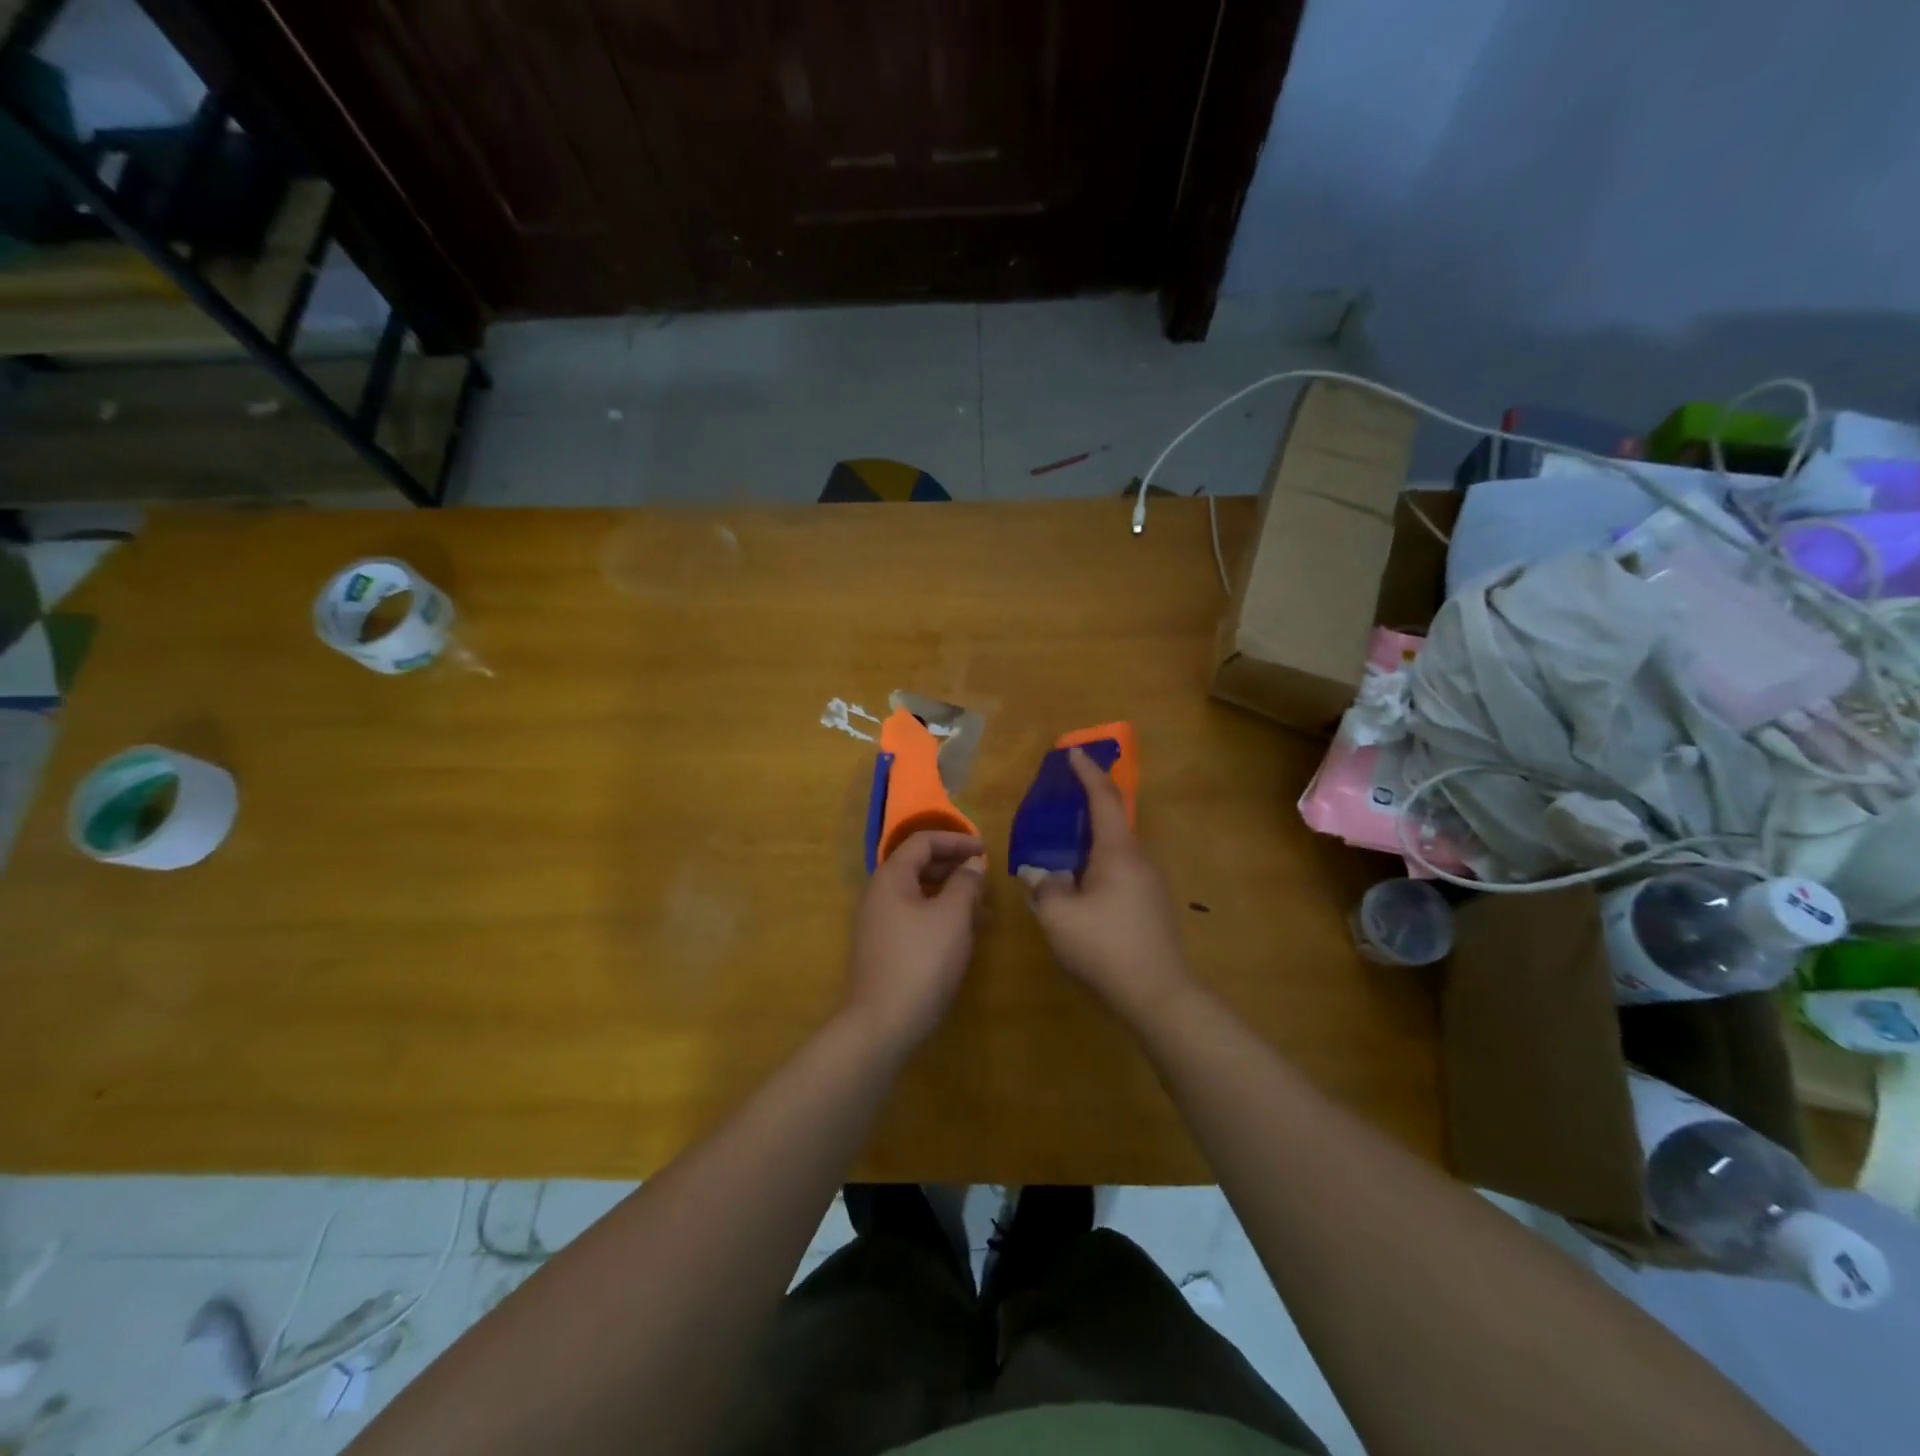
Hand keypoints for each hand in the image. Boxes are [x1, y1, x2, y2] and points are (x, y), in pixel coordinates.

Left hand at [845, 830, 987, 1049]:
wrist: (882, 1024)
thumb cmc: (921, 961)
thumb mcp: (953, 916)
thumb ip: (966, 883)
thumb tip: (973, 863)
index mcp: (891, 877)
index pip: (923, 841)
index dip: (956, 840)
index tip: (986, 851)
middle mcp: (879, 894)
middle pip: (919, 865)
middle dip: (955, 868)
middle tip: (986, 879)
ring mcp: (878, 922)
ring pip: (919, 894)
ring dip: (951, 894)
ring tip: (983, 910)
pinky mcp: (884, 948)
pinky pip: (915, 917)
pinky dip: (940, 916)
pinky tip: (964, 934)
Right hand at [1019, 748, 1190, 1022]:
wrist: (1158, 995)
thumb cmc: (1105, 947)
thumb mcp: (1059, 916)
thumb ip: (1043, 886)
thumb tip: (1036, 871)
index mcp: (1118, 852)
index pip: (1104, 799)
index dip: (1088, 773)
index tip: (1072, 753)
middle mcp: (1138, 860)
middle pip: (1112, 820)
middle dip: (1087, 803)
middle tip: (1059, 798)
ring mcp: (1149, 883)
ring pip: (1115, 849)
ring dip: (1090, 838)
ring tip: (1061, 843)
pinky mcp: (1150, 906)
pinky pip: (1119, 870)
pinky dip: (1096, 862)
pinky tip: (1079, 883)